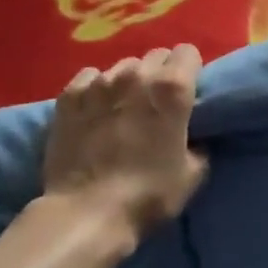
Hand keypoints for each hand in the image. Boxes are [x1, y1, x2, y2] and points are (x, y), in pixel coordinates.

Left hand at [42, 45, 208, 242]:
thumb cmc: (146, 196)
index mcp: (172, 88)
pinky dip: (95, 89)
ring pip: (122, 66)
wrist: (85, 214)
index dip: (189, 71)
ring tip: (121, 109)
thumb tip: (192, 135)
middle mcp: (137, 74)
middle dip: (160, 74)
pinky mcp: (70, 94)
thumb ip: (197, 143)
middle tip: (155, 103)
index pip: (188, 52)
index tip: (186, 92)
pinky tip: (93, 111)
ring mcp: (100, 81)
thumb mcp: (192, 175)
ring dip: (128, 82)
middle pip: (156, 56)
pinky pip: (90, 77)